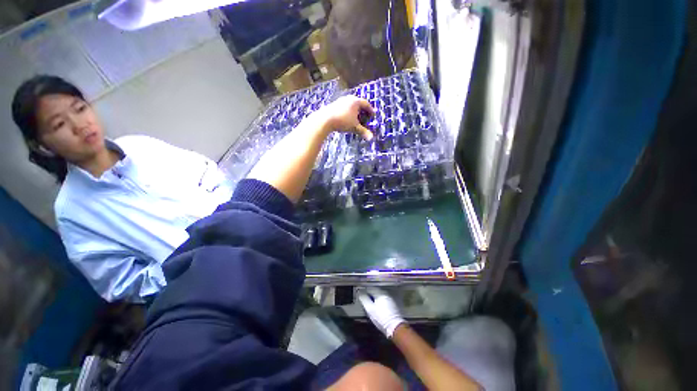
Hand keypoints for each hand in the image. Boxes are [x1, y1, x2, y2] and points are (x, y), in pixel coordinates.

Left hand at [315, 96, 374, 140]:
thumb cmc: (343, 121)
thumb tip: (371, 138)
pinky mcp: (334, 104)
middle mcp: (349, 98)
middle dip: (363, 111)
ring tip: (356, 119)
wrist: (325, 119)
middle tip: (365, 117)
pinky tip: (347, 119)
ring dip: (355, 111)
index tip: (372, 116)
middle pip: (359, 103)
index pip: (366, 104)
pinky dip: (348, 112)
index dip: (370, 110)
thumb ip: (363, 131)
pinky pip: (344, 107)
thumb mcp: (354, 127)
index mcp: (356, 101)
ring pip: (351, 105)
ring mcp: (341, 101)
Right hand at [357, 287, 405, 337]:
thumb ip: (364, 299)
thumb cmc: (381, 318)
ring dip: (376, 300)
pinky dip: (380, 303)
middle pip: (376, 292)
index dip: (365, 292)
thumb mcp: (370, 309)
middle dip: (371, 296)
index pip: (370, 288)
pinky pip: (384, 301)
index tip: (362, 296)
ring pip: (380, 296)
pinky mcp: (393, 305)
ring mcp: (390, 299)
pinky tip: (379, 309)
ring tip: (372, 307)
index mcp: (380, 293)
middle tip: (367, 302)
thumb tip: (360, 293)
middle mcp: (386, 294)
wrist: (394, 327)